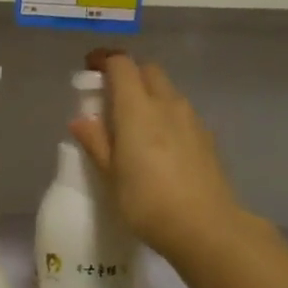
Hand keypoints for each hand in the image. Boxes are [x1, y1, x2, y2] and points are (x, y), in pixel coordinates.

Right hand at [69, 51, 251, 264]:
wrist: (205, 226)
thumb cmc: (147, 201)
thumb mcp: (111, 175)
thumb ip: (96, 142)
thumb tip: (81, 120)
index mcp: (137, 108)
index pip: (121, 65)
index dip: (104, 61)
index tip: (90, 68)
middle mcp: (167, 103)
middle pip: (148, 70)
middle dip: (129, 74)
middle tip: (111, 97)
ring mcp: (191, 119)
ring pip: (168, 91)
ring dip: (149, 95)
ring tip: (135, 124)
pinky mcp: (207, 137)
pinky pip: (181, 113)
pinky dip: (166, 115)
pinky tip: (160, 145)